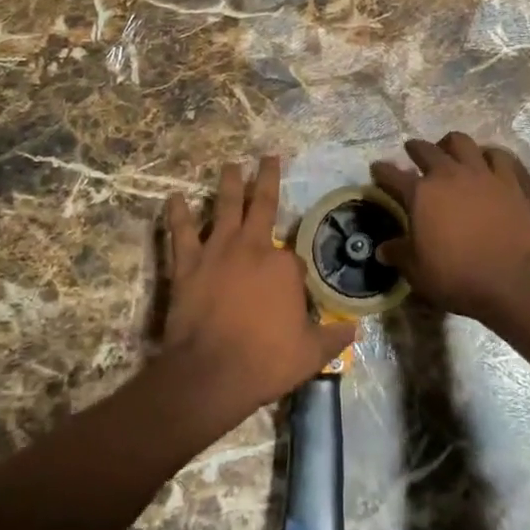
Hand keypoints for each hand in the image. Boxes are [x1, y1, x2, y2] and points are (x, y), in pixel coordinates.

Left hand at [160, 157, 357, 420]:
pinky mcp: (188, 263)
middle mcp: (253, 247)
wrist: (211, 374)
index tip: (293, 288)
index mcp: (284, 266)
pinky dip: (177, 213)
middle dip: (267, 178)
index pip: (293, 258)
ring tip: (230, 165)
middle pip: (264, 205)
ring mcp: (218, 251)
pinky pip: (181, 232)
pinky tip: (174, 197)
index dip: (294, 272)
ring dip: (229, 184)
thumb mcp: (309, 354)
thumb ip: (333, 338)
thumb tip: (355, 329)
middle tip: (267, 156)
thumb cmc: (264, 362)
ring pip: (226, 207)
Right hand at [371, 133, 529, 326]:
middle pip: (427, 150)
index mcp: (421, 193)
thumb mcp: (419, 272)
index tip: (377, 168)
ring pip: (463, 142)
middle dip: (416, 148)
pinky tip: (490, 163)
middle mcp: (449, 175)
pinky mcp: (511, 183)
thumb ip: (400, 254)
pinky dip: (491, 157)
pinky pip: (500, 158)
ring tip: (450, 151)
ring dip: (452, 144)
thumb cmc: (459, 277)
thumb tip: (383, 249)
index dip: (382, 171)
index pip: (393, 175)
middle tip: (412, 151)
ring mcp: (482, 175)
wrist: (515, 281)